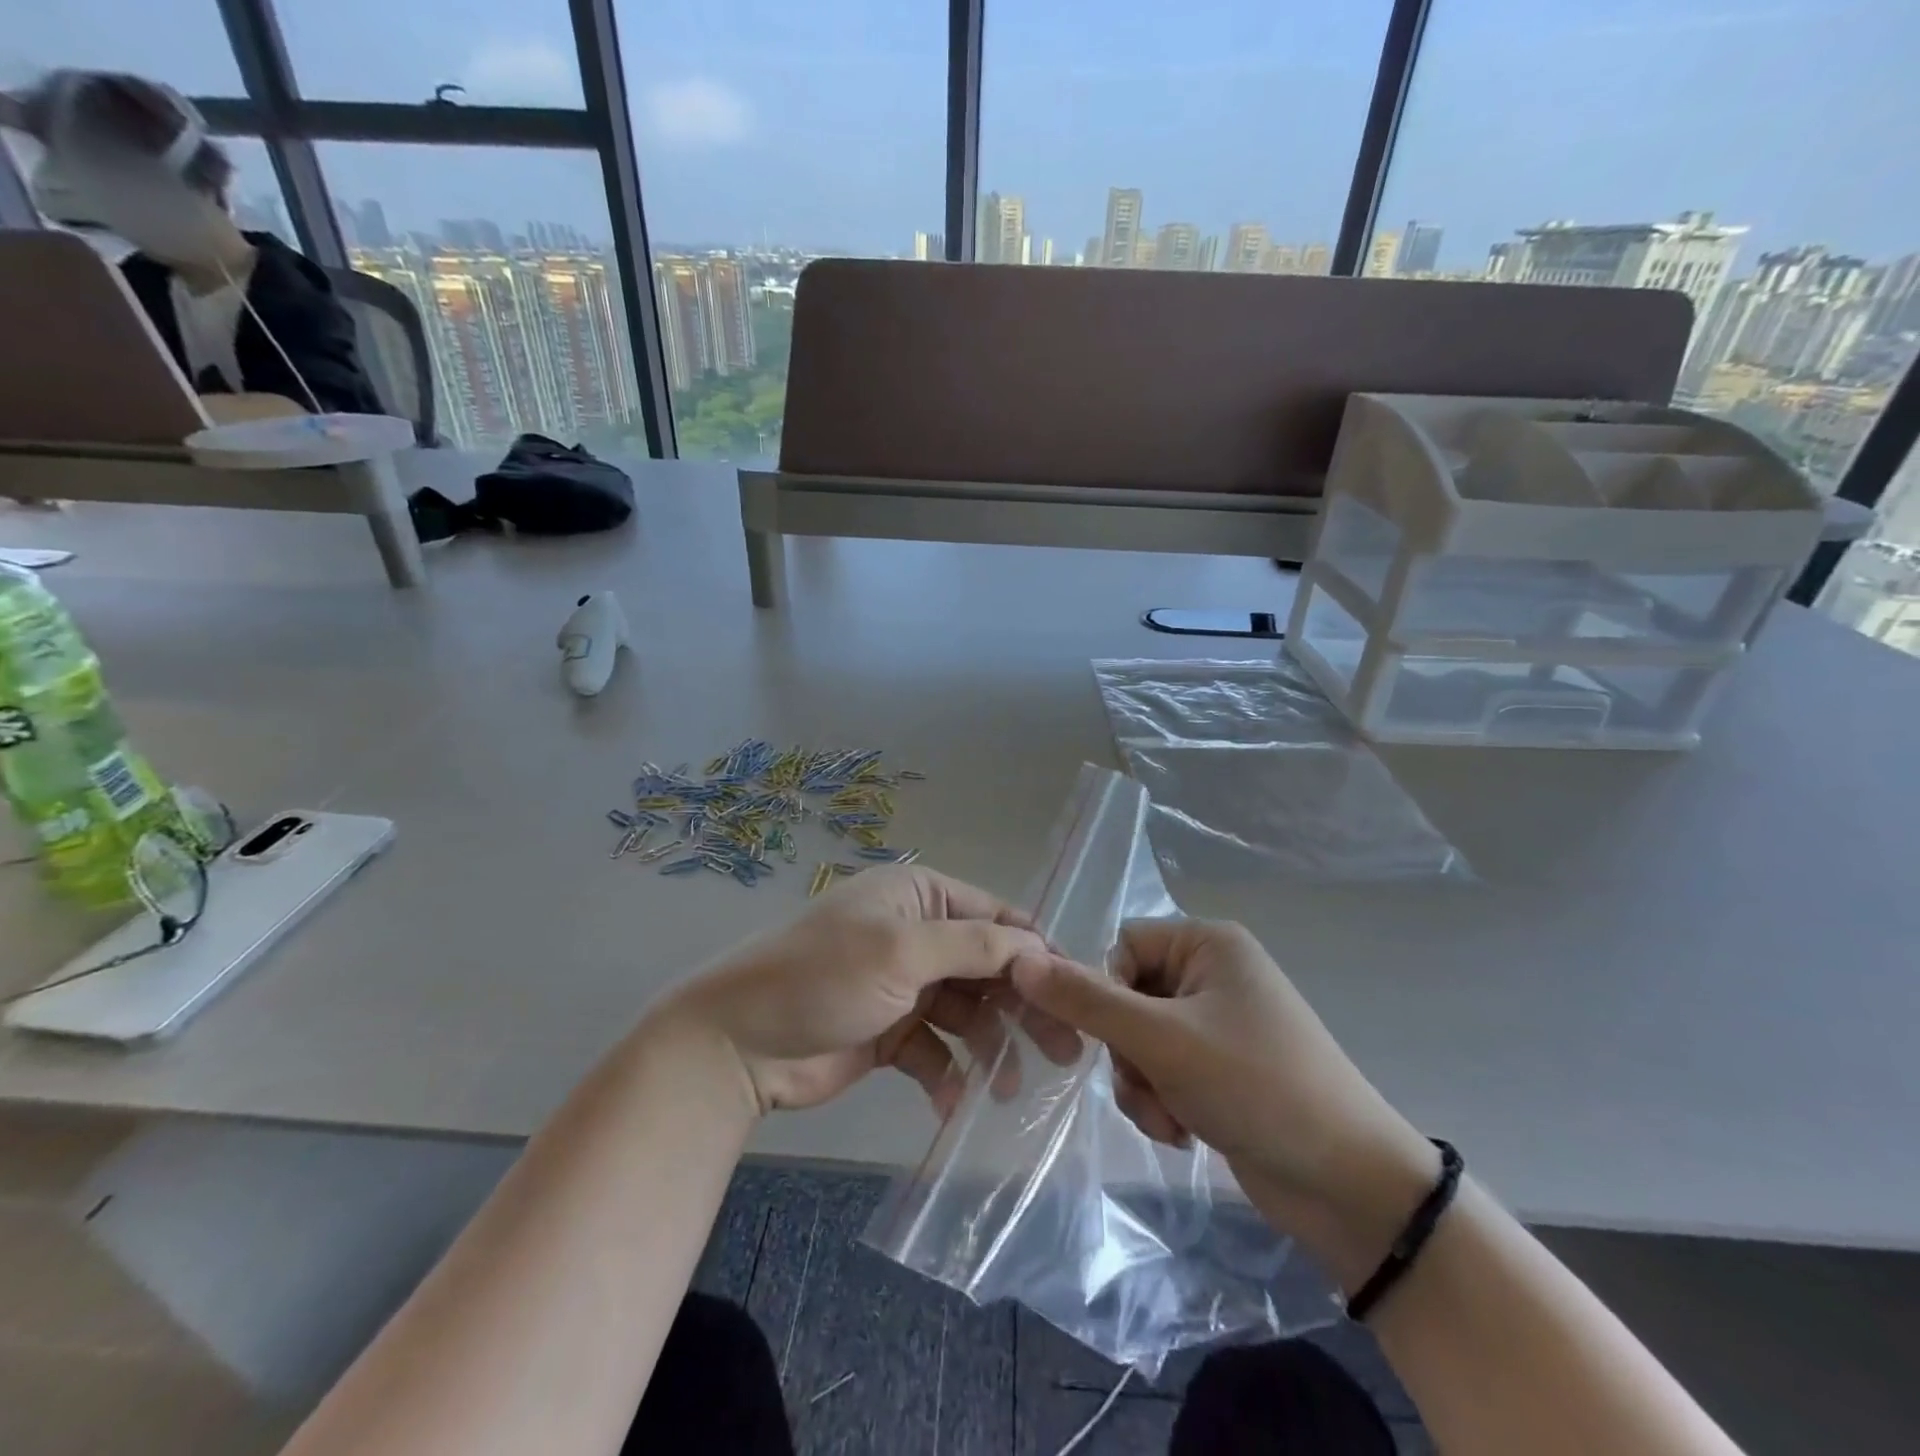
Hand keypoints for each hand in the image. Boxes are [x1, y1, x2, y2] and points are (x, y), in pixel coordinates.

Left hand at [659, 865, 1074, 1117]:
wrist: (737, 1043)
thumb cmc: (823, 977)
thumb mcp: (902, 951)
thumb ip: (974, 946)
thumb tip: (1039, 944)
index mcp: (919, 896)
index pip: (995, 917)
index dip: (1036, 953)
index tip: (1076, 993)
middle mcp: (915, 934)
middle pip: (987, 967)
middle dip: (1022, 1007)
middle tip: (1064, 1052)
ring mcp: (902, 984)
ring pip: (966, 1012)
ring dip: (988, 1047)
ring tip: (1006, 1088)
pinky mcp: (889, 1031)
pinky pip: (934, 1049)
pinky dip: (946, 1073)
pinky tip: (951, 1102)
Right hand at [1010, 919, 1438, 1291]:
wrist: (1351, 1187)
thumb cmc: (1257, 1086)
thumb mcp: (1162, 1040)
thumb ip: (1087, 1001)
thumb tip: (1020, 962)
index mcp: (1207, 943)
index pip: (1121, 946)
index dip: (1106, 991)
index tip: (1114, 1037)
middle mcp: (1211, 973)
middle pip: (1126, 997)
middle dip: (1127, 1052)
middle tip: (1149, 1086)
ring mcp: (1217, 1024)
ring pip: (1138, 1040)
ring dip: (1140, 1084)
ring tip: (1169, 1119)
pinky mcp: (1219, 1069)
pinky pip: (1161, 1071)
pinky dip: (1160, 1101)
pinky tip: (1182, 1133)